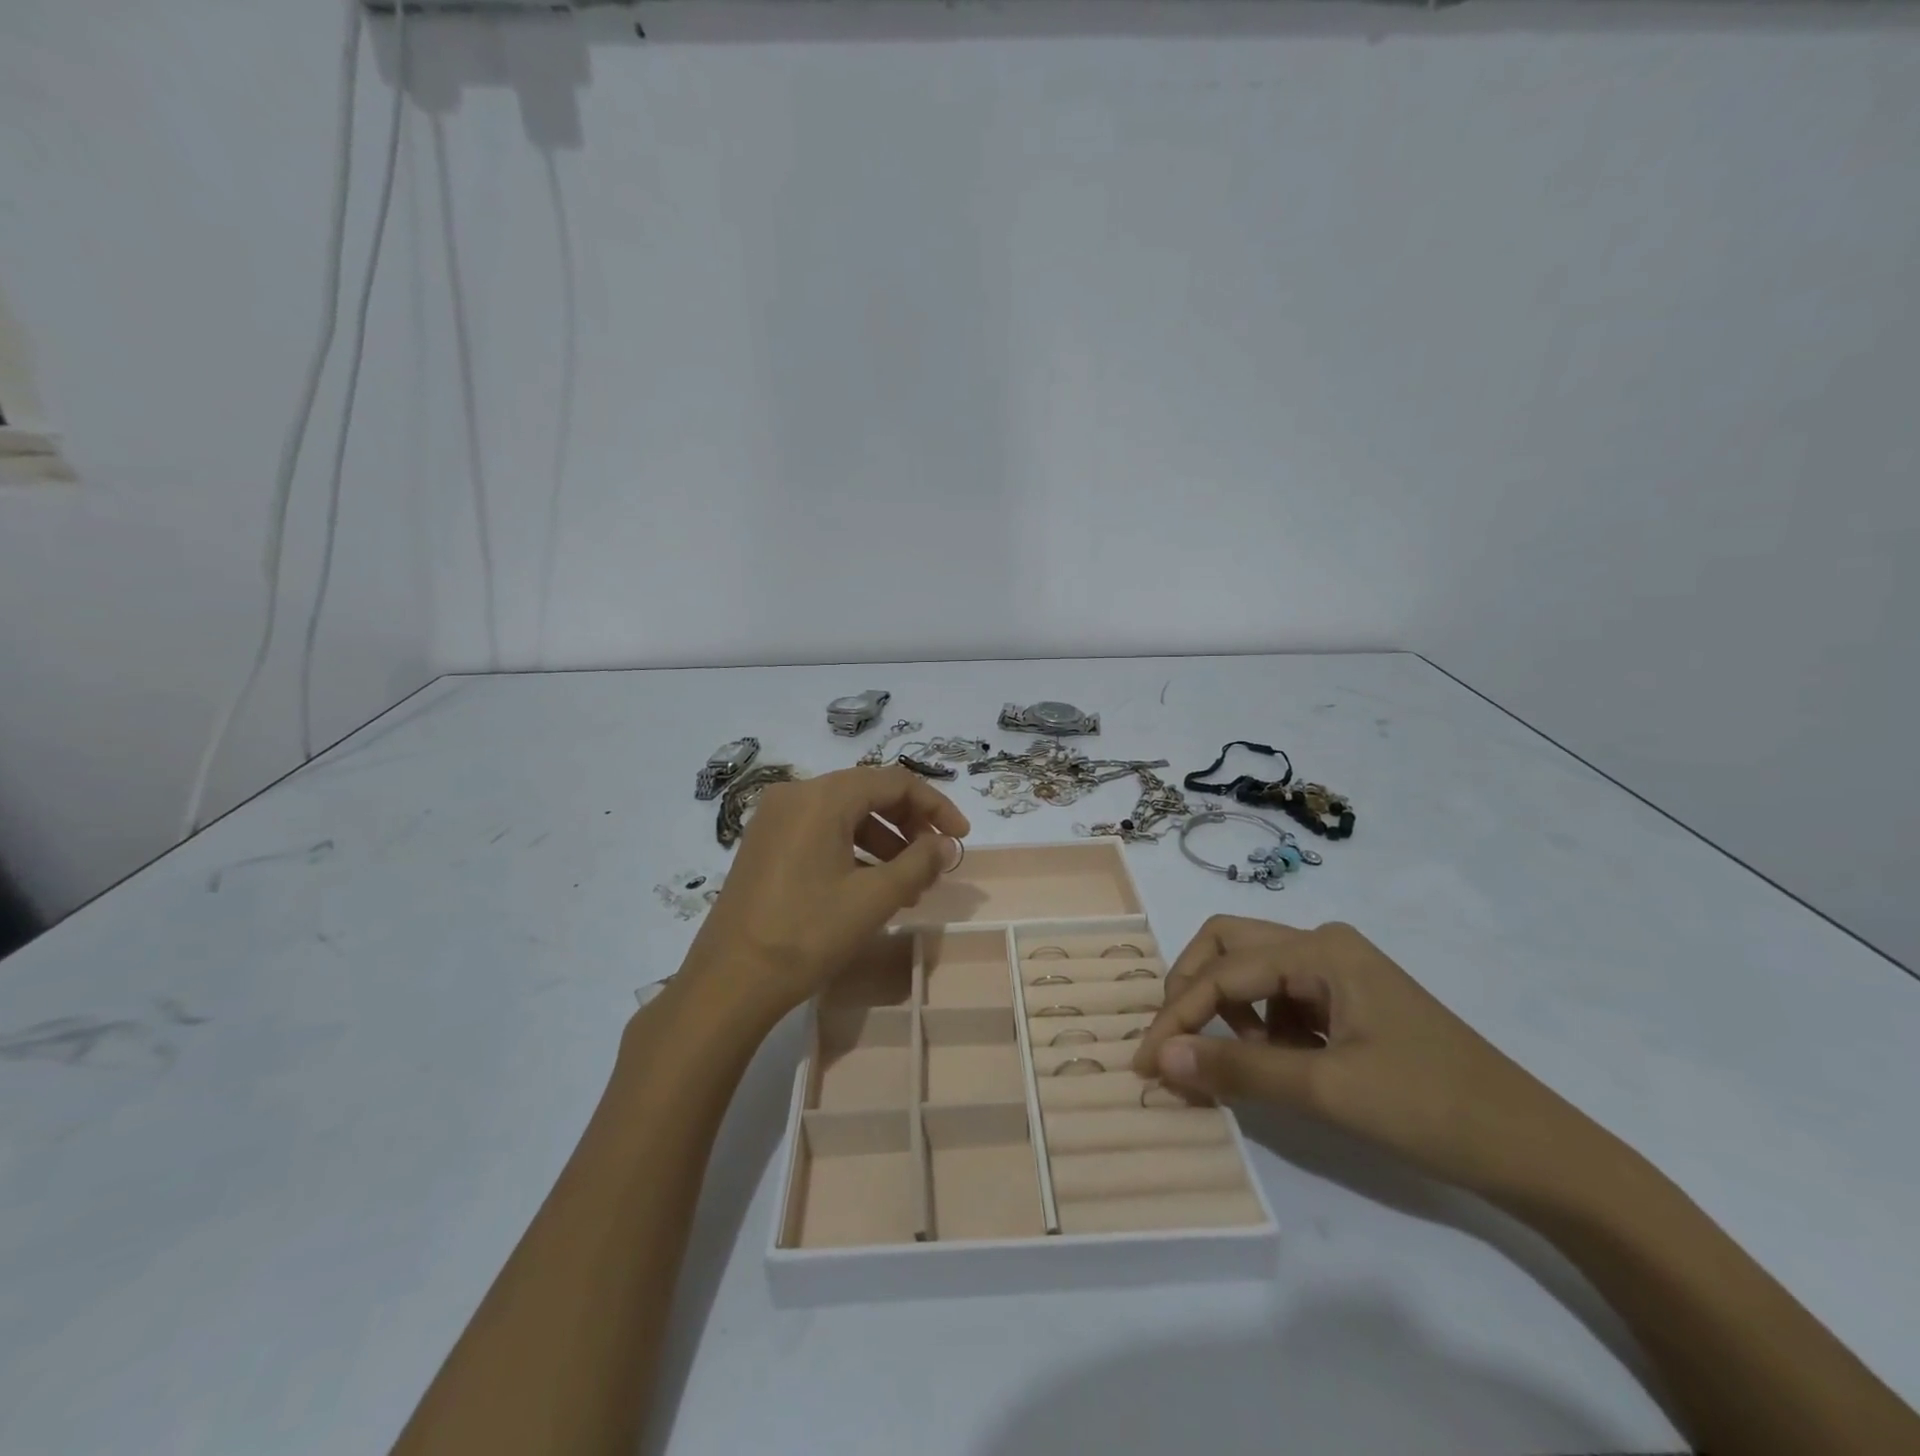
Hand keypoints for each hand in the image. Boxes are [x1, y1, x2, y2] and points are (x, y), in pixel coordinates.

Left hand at [680, 766, 969, 1027]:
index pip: (893, 782)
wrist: (729, 982)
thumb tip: (946, 845)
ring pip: (844, 816)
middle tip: (935, 861)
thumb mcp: (873, 899)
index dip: (935, 805)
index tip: (960, 837)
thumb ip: (918, 863)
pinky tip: (870, 888)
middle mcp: (795, 795)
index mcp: (821, 797)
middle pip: (868, 793)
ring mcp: (775, 820)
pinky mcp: (765, 845)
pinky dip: (853, 851)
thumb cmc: (807, 934)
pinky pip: (820, 833)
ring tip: (908, 886)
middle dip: (909, 825)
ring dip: (884, 842)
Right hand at [1132, 917, 1587, 1197]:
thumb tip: (1160, 1056)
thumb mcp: (1327, 1090)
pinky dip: (1262, 1028)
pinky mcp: (1351, 1002)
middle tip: (1177, 1041)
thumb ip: (1238, 1068)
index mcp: (1320, 949)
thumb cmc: (1432, 1109)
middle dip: (1193, 990)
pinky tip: (1281, 1066)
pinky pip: (1283, 999)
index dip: (1177, 1014)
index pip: (1223, 972)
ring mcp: (1341, 972)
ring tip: (1241, 1065)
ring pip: (1254, 973)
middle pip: (1229, 946)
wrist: (1539, 1153)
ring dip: (1229, 1012)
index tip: (1145, 1062)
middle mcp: (1324, 945)